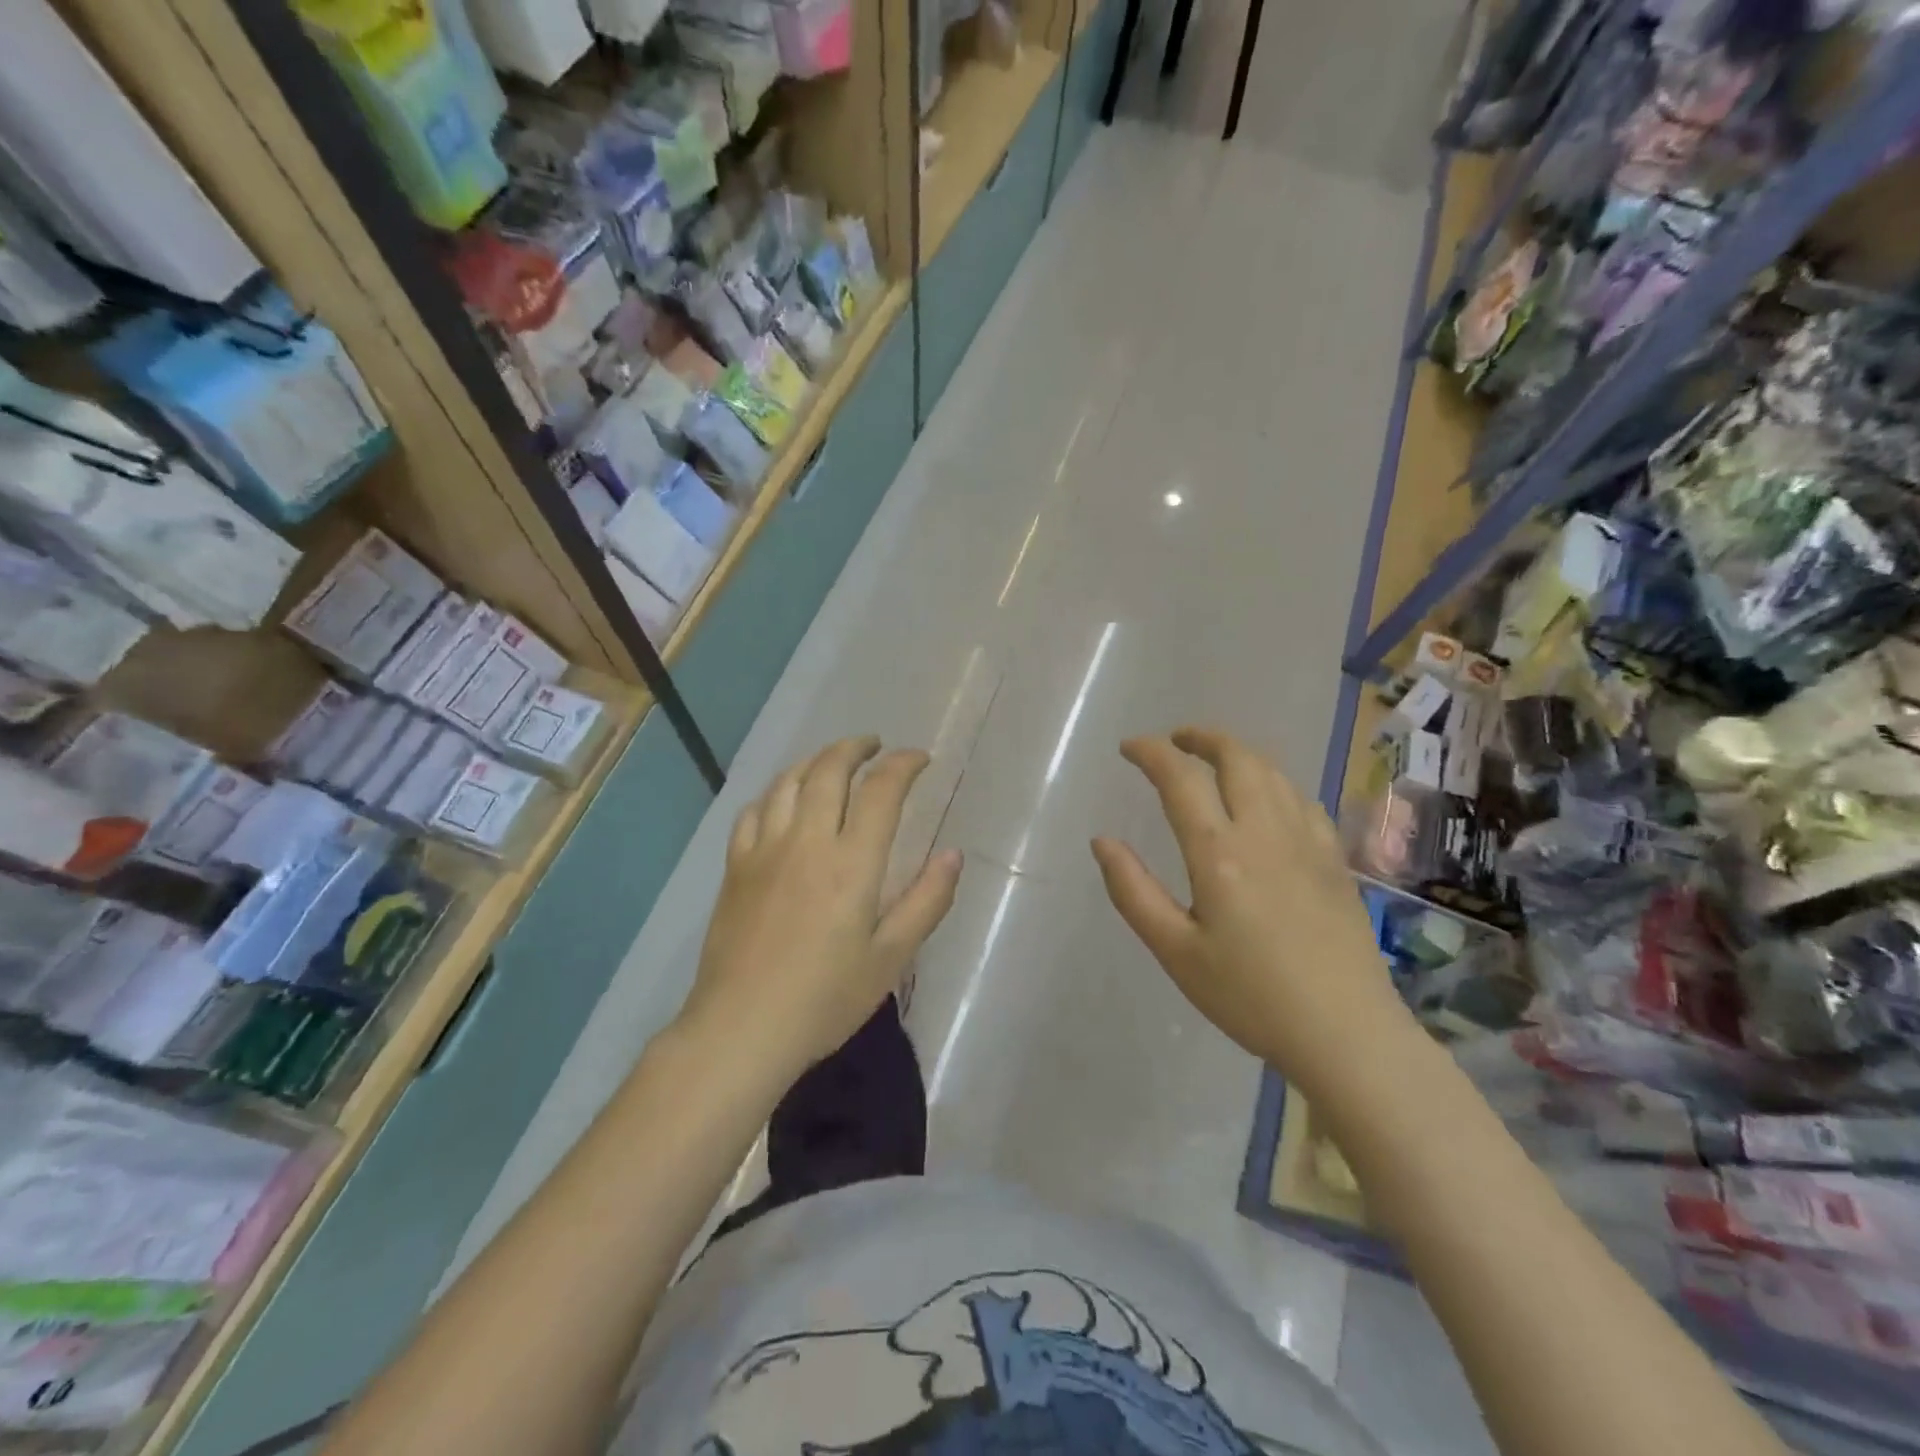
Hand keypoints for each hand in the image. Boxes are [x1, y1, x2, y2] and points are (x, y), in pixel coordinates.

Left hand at [682, 737, 962, 1079]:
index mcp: (851, 862)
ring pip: (788, 781)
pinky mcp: (736, 866)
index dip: (903, 765)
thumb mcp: (891, 958)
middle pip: (829, 770)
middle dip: (856, 748)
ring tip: (833, 761)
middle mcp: (806, 841)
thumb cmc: (825, 999)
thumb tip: (952, 855)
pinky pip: (753, 810)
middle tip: (875, 746)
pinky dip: (775, 791)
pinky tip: (783, 799)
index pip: (881, 790)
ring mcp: (764, 850)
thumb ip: (926, 901)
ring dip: (815, 760)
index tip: (919, 759)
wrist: (741, 1029)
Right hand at [1092, 728, 1416, 1100]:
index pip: (1180, 780)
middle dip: (1202, 738)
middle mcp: (1265, 832)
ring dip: (1238, 753)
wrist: (1346, 1033)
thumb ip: (1132, 891)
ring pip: (1273, 772)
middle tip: (1175, 740)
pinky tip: (1268, 798)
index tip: (1129, 748)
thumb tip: (1102, 840)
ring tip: (1214, 759)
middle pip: (1237, 758)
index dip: (1151, 753)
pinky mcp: (1335, 860)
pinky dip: (1274, 781)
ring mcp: (1307, 842)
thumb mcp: (1175, 951)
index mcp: (1219, 853)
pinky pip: (1302, 799)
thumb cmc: (1250, 996)